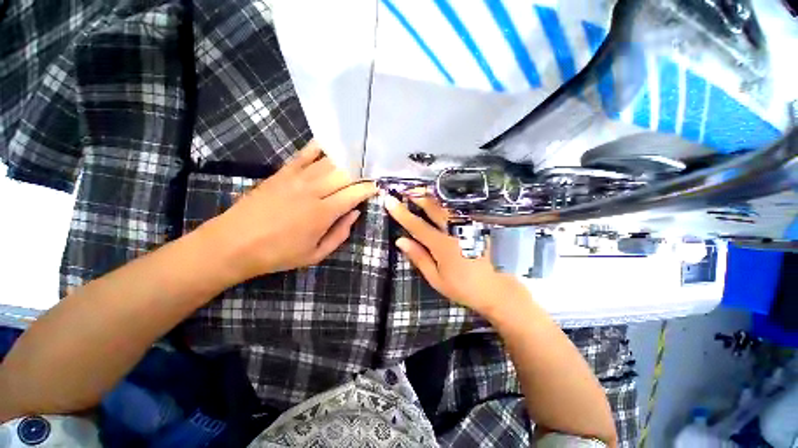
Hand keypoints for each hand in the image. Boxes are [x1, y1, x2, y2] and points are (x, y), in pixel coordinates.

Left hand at [204, 140, 376, 282]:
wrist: (233, 243)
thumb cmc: (278, 254)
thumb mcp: (315, 255)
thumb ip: (340, 234)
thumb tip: (355, 214)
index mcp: (323, 213)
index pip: (354, 193)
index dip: (369, 188)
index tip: (377, 186)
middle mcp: (313, 191)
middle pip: (345, 174)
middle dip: (362, 172)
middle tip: (371, 173)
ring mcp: (296, 178)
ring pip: (329, 162)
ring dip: (347, 159)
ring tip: (359, 158)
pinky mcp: (282, 172)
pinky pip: (304, 154)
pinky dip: (319, 147)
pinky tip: (330, 143)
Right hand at [384, 194, 527, 317]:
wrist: (498, 290)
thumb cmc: (464, 288)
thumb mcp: (436, 278)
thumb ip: (418, 257)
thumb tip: (400, 240)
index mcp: (442, 245)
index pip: (416, 225)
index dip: (401, 212)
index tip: (389, 200)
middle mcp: (456, 231)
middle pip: (434, 208)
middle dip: (419, 196)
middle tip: (407, 189)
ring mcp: (470, 226)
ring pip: (448, 205)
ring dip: (433, 196)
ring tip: (422, 190)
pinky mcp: (479, 225)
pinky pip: (461, 208)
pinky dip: (450, 201)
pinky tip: (444, 199)